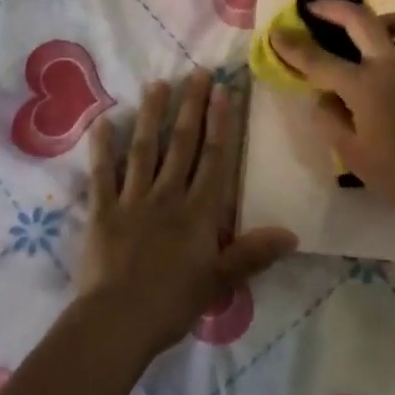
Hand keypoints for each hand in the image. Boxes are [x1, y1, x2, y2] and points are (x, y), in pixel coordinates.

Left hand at [77, 70, 297, 359]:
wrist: (117, 322)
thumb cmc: (172, 303)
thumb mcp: (219, 281)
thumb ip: (252, 254)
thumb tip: (292, 234)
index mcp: (199, 212)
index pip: (214, 158)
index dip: (221, 123)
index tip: (224, 90)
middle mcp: (168, 195)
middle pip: (182, 144)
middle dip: (191, 106)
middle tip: (197, 72)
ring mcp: (133, 199)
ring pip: (144, 149)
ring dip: (152, 116)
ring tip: (157, 84)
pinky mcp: (102, 210)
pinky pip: (102, 174)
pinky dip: (102, 148)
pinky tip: (102, 122)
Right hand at [269, 1, 394, 217]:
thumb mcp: (350, 153)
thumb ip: (330, 118)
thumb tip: (323, 96)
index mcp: (364, 86)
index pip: (319, 60)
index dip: (293, 46)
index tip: (277, 32)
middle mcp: (391, 64)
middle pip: (359, 18)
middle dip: (332, 8)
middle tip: (316, 7)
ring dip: (380, 19)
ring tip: (371, 34)